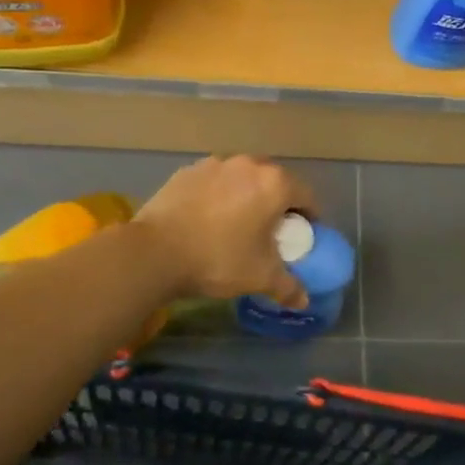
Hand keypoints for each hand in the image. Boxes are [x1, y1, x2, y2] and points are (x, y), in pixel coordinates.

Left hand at [134, 155, 319, 307]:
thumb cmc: (219, 259)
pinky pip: (214, 182)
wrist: (155, 252)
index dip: (309, 218)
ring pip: (242, 179)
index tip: (302, 237)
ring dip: (247, 196)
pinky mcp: (187, 171)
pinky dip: (218, 196)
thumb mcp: (260, 277)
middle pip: (274, 182)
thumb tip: (303, 300)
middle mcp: (248, 164)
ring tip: (237, 224)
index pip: (306, 196)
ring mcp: (215, 164)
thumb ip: (288, 287)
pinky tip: (207, 219)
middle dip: (277, 203)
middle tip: (271, 231)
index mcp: (274, 184)